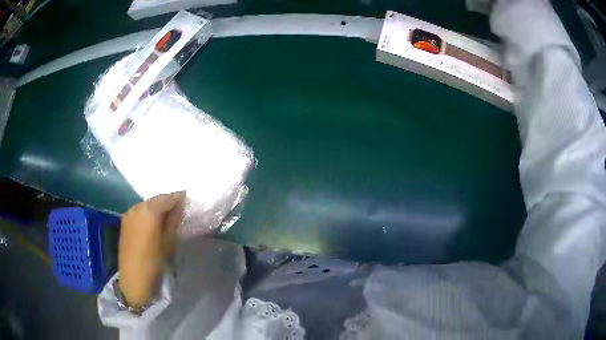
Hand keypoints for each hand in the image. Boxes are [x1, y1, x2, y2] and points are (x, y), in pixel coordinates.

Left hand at [118, 191, 185, 307]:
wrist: (133, 278)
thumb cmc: (154, 261)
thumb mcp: (168, 241)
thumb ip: (173, 220)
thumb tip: (179, 207)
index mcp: (149, 211)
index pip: (167, 198)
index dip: (178, 197)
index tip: (187, 198)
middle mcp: (137, 207)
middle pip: (156, 200)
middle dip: (167, 202)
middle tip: (179, 207)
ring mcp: (129, 213)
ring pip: (146, 205)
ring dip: (157, 207)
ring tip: (167, 216)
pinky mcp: (124, 221)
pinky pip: (139, 211)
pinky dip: (148, 213)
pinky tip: (153, 222)